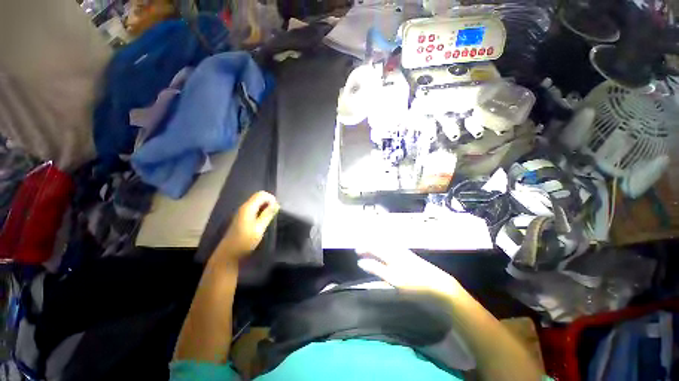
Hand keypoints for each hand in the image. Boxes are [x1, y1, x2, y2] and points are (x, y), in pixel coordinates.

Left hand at [215, 191, 279, 261]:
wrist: (229, 253)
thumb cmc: (245, 241)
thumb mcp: (259, 228)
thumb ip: (267, 215)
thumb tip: (276, 204)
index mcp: (248, 208)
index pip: (261, 194)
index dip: (271, 198)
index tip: (276, 208)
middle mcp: (244, 207)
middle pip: (258, 197)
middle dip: (269, 202)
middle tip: (274, 212)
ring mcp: (242, 212)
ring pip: (257, 202)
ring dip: (265, 206)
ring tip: (271, 216)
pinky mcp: (242, 217)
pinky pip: (254, 208)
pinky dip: (261, 210)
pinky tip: (264, 219)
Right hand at [357, 248, 459, 295]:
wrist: (438, 284)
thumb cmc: (414, 284)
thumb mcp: (394, 280)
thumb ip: (377, 269)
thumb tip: (361, 262)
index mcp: (391, 256)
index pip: (374, 250)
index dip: (365, 251)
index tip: (357, 253)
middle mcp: (395, 251)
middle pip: (379, 245)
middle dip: (368, 246)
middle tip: (360, 249)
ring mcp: (403, 252)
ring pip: (385, 244)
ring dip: (375, 245)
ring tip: (369, 247)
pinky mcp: (408, 255)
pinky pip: (392, 246)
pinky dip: (384, 245)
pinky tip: (384, 247)